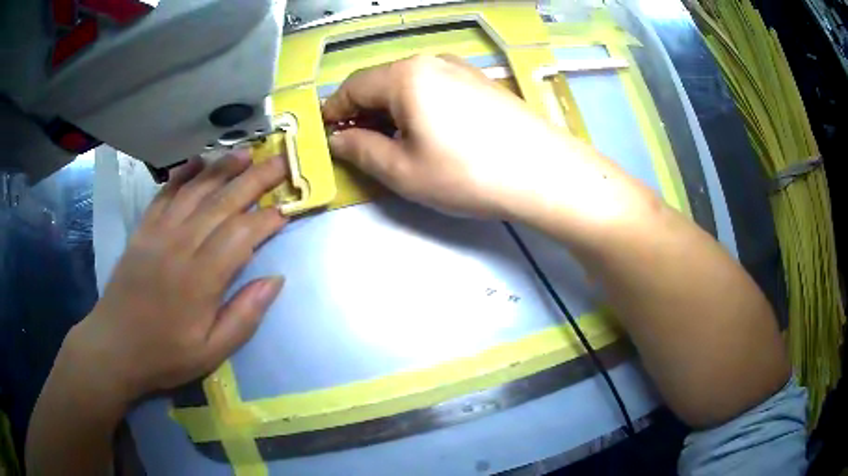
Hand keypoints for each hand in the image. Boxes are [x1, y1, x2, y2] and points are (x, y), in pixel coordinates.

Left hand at [66, 151, 287, 409]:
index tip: (288, 209)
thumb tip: (275, 280)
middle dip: (255, 180)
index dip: (268, 219)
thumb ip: (244, 316)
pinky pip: (164, 194)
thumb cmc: (165, 355)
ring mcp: (158, 233)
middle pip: (222, 203)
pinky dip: (182, 174)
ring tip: (246, 153)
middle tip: (281, 161)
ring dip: (222, 169)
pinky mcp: (142, 230)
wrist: (115, 347)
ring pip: (195, 191)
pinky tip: (198, 162)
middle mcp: (180, 246)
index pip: (242, 235)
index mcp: (200, 279)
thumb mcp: (211, 352)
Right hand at [323, 55, 601, 218]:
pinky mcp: (481, 82)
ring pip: (408, 84)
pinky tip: (428, 132)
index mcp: (405, 76)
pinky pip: (434, 88)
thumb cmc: (468, 174)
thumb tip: (338, 140)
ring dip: (390, 109)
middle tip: (357, 145)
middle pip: (380, 81)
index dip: (334, 112)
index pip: (352, 87)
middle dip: (362, 111)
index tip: (327, 136)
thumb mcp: (403, 171)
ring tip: (392, 143)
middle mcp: (431, 61)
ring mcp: (461, 68)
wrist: (545, 173)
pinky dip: (418, 106)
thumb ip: (360, 150)